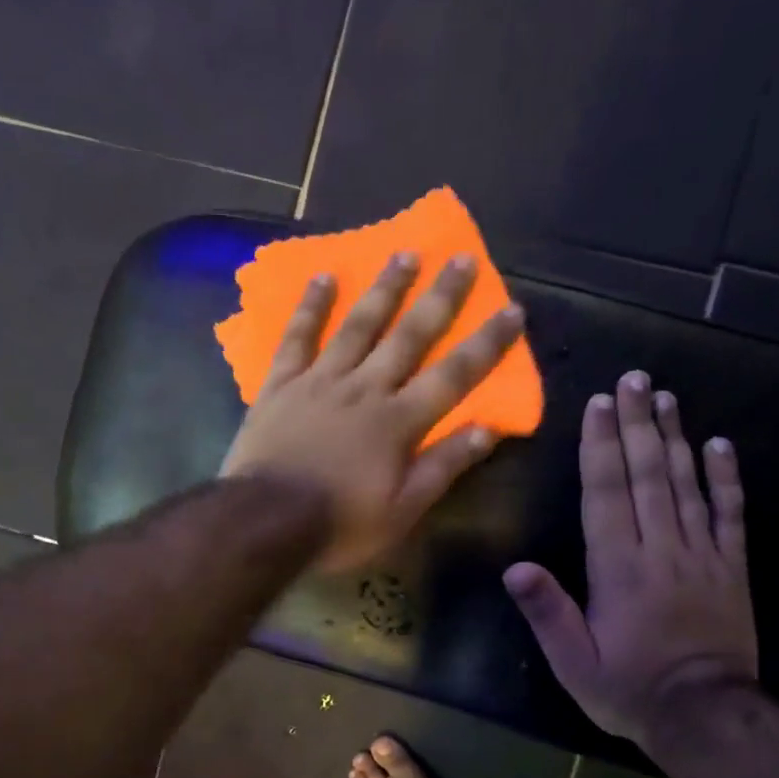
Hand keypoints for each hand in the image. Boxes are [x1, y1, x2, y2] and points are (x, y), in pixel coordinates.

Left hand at [221, 252, 524, 571]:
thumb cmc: (340, 523)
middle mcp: (365, 389)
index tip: (513, 310)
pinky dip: (311, 307)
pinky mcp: (281, 385)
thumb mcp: (402, 511)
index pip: (454, 376)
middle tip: (462, 258)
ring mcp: (320, 381)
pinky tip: (324, 277)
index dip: (486, 344)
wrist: (265, 522)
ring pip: (358, 326)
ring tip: (404, 254)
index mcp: (399, 422)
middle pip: (409, 336)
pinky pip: (297, 338)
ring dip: (384, 289)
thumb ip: (442, 467)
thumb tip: (487, 430)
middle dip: (440, 297)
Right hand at [503, 371, 755, 746]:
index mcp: (618, 566)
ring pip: (686, 483)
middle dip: (636, 424)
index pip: (606, 493)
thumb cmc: (628, 688)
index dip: (600, 446)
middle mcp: (660, 548)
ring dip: (675, 437)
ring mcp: (701, 553)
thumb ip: (547, 612)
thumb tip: (515, 567)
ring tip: (665, 398)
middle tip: (633, 380)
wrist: (705, 715)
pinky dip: (726, 477)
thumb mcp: (573, 661)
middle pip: (647, 474)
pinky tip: (721, 445)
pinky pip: (730, 513)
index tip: (598, 404)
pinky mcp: (731, 567)